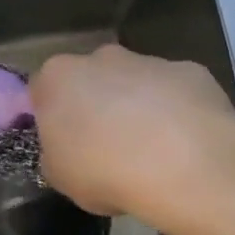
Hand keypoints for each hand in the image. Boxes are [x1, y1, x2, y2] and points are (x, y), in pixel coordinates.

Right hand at [30, 46, 234, 222]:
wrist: (184, 165)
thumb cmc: (105, 171)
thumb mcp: (60, 177)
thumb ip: (55, 154)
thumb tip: (66, 150)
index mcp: (58, 78)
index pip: (43, 90)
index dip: (52, 117)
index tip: (64, 143)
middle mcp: (101, 57)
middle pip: (91, 79)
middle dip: (96, 105)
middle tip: (106, 147)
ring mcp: (149, 60)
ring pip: (135, 82)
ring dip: (137, 108)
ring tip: (151, 152)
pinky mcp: (191, 71)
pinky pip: (175, 92)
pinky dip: (176, 112)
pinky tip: (183, 144)